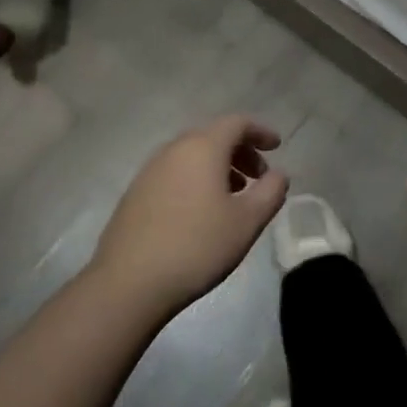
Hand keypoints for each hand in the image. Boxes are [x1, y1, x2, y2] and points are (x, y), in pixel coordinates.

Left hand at [91, 115, 289, 314]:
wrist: (128, 283)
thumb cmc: (197, 246)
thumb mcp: (247, 221)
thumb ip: (271, 191)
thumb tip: (278, 174)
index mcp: (202, 148)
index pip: (236, 123)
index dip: (260, 131)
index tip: (277, 147)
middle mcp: (173, 150)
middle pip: (213, 136)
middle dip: (241, 151)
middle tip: (259, 176)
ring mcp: (149, 171)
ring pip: (192, 156)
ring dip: (219, 167)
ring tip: (234, 196)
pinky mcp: (135, 194)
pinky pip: (175, 173)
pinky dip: (196, 180)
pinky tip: (202, 212)